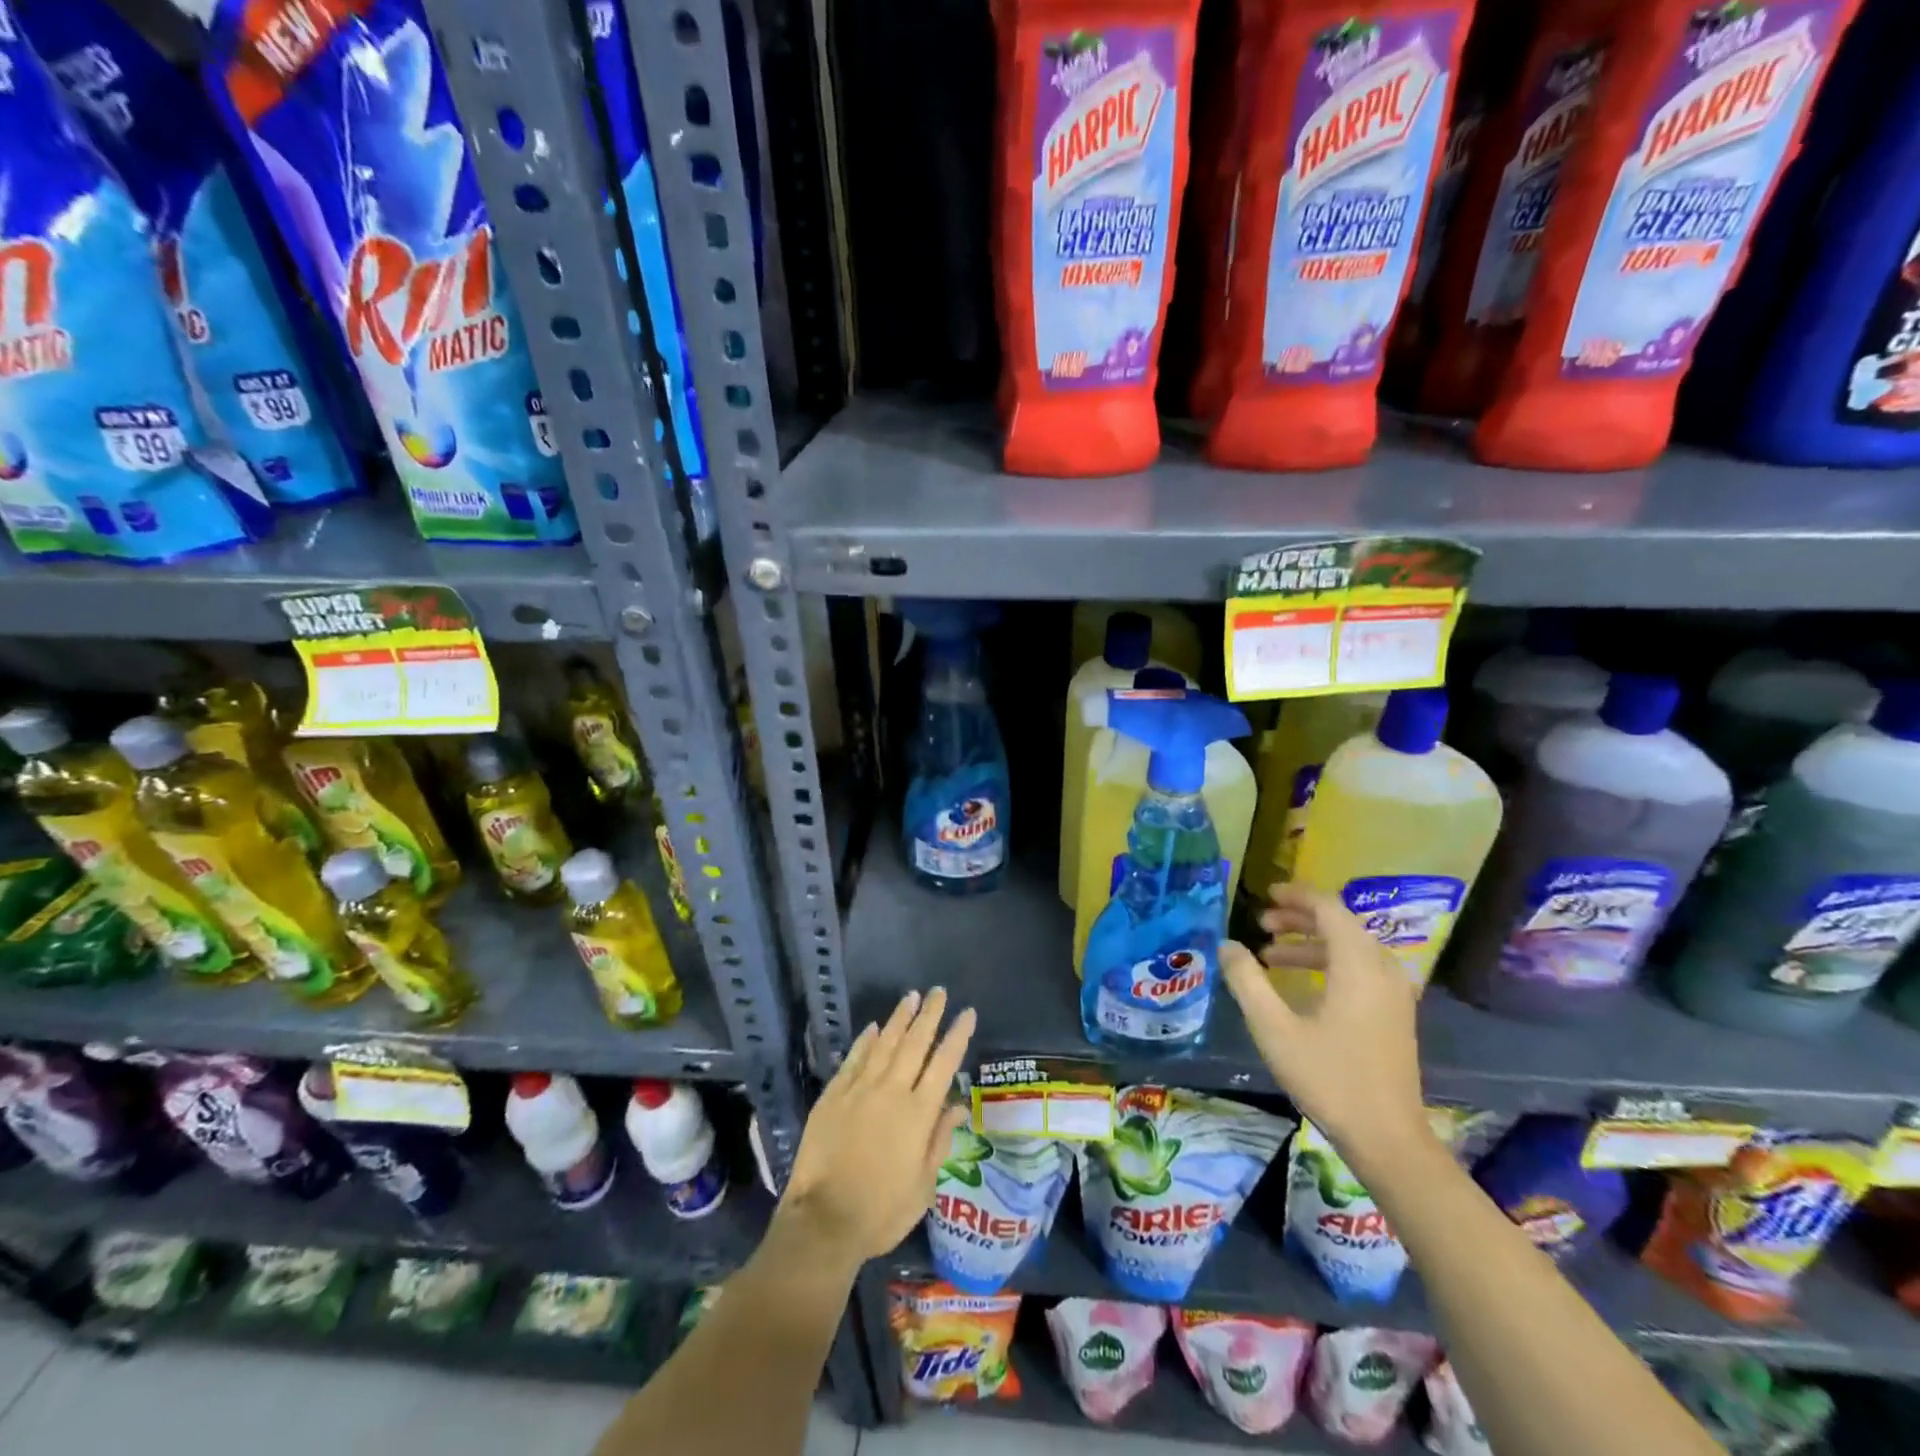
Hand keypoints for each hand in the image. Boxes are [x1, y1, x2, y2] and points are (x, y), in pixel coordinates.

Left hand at [774, 988, 975, 1276]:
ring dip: (899, 1018)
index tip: (967, 1012)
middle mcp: (891, 1091)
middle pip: (915, 1043)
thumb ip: (940, 1141)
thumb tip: (958, 1106)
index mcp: (918, 1113)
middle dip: (929, 1015)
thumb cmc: (881, 1211)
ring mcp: (859, 1089)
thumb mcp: (923, 1186)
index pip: (944, 1063)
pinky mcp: (833, 1095)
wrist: (823, 1221)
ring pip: (884, 1043)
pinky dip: (865, 1041)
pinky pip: (853, 1059)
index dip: (958, 1035)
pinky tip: (873, 1027)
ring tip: (911, 996)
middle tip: (939, 991)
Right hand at [1220, 884, 1430, 1170]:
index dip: (1296, 896)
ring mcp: (1393, 994)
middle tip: (1263, 924)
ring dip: (1311, 943)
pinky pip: (1360, 970)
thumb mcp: (1274, 1028)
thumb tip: (1227, 945)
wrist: (1388, 1138)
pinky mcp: (1394, 1015)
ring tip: (1271, 956)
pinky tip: (1300, 986)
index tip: (1266, 895)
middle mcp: (1382, 970)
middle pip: (1341, 925)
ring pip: (1351, 949)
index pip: (1329, 909)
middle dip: (1299, 919)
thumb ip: (1247, 981)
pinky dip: (1328, 964)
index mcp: (1358, 965)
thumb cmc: (1329, 1078)